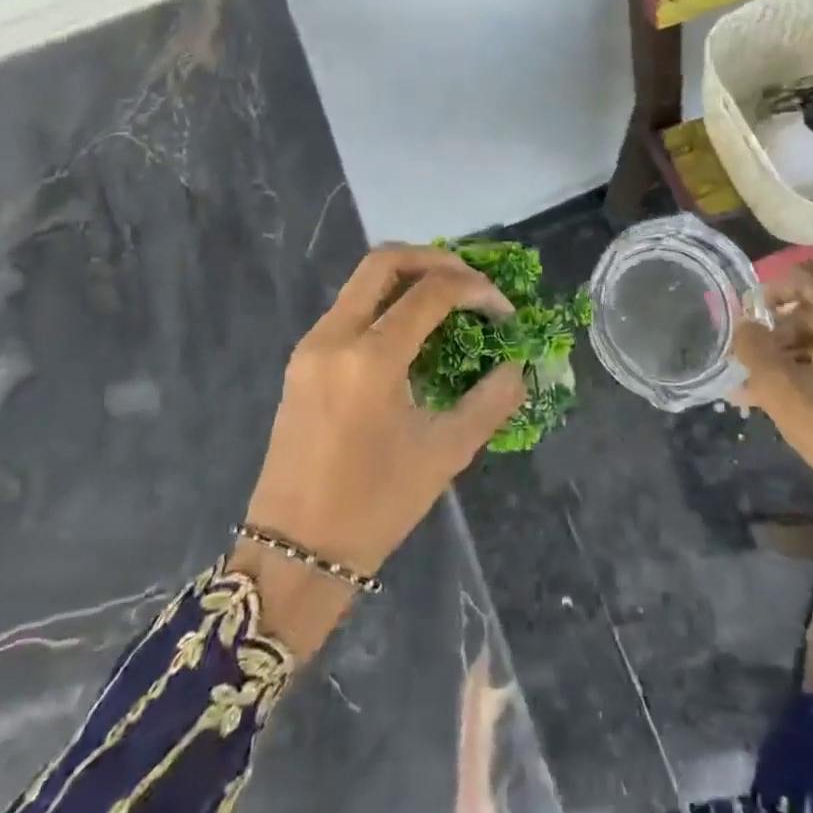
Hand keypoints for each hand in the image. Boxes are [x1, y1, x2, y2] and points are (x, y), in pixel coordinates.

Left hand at [245, 245, 526, 580]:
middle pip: (385, 261)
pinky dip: (385, 304)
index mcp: (370, 358)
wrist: (293, 552)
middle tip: (472, 282)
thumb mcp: (445, 453)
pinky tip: (413, 333)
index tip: (504, 311)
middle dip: (436, 259)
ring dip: (409, 279)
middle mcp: (334, 336)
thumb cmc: (374, 507)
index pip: (431, 291)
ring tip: (449, 302)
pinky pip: (349, 309)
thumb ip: (491, 401)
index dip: (476, 289)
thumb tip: (518, 366)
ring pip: (362, 281)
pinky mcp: (301, 361)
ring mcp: (311, 346)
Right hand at [734, 263, 812, 518]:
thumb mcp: (783, 393)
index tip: (749, 322)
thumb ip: (754, 350)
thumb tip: (745, 326)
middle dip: (779, 335)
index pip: (803, 276)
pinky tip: (802, 403)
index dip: (770, 292)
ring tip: (767, 393)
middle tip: (751, 369)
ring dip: (798, 357)